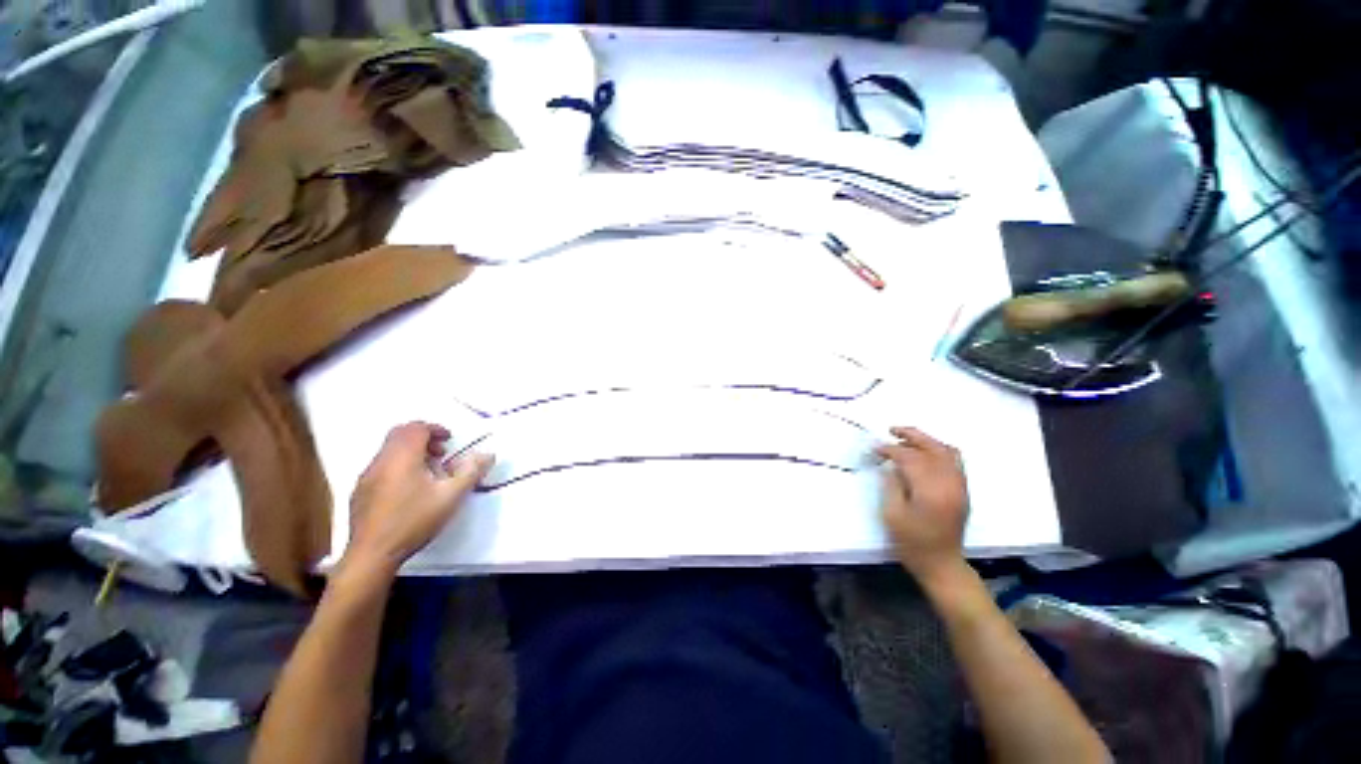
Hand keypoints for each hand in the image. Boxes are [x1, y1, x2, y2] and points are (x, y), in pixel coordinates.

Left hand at [340, 422, 493, 581]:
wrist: (372, 555)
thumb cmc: (414, 521)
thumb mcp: (451, 496)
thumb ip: (471, 472)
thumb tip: (487, 454)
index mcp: (402, 457)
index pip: (415, 428)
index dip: (434, 429)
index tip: (449, 440)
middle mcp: (381, 461)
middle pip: (399, 435)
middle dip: (422, 438)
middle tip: (441, 453)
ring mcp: (366, 477)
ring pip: (389, 452)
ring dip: (411, 453)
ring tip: (429, 474)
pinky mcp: (360, 493)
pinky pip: (381, 467)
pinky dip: (398, 467)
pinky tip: (409, 491)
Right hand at [876, 426, 969, 589]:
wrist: (942, 565)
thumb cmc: (912, 543)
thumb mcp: (892, 514)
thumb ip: (891, 484)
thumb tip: (891, 465)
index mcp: (930, 490)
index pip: (910, 458)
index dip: (890, 449)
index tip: (875, 449)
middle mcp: (949, 484)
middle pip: (933, 448)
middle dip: (912, 435)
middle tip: (892, 430)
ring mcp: (960, 487)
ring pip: (947, 452)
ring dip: (926, 441)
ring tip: (906, 438)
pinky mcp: (962, 491)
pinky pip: (954, 461)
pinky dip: (938, 451)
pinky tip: (924, 453)